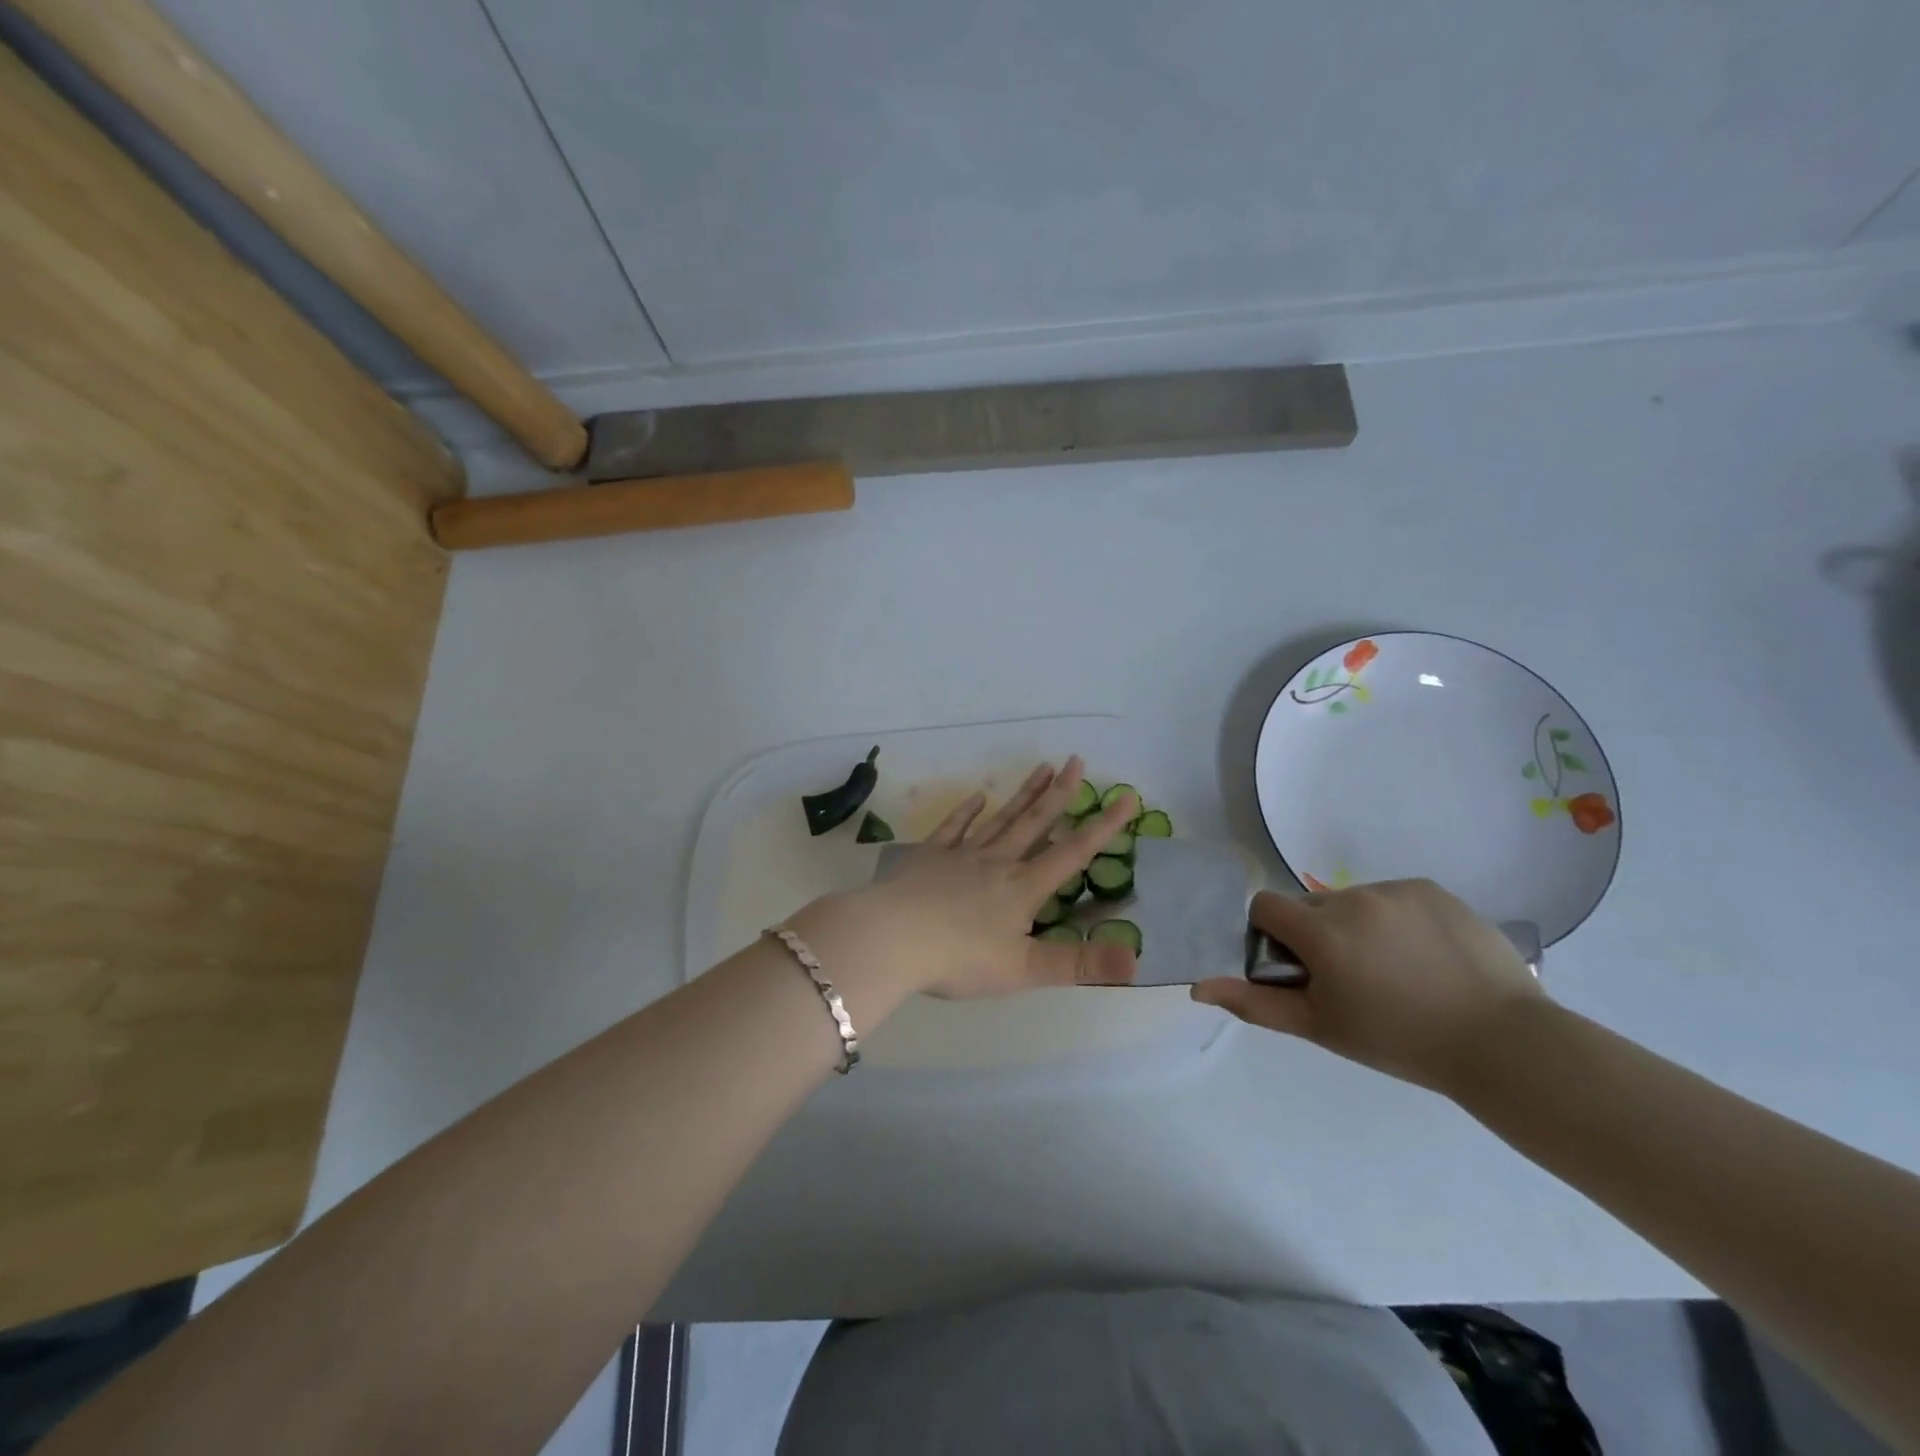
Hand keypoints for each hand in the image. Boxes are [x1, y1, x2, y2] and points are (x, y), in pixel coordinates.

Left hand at [797, 758, 1138, 1001]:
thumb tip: (1136, 961)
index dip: (1104, 826)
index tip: (1128, 797)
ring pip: (1000, 819)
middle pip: (1035, 822)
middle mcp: (997, 862)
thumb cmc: (959, 958)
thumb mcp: (1024, 969)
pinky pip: (953, 828)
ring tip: (1042, 766)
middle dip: (1060, 793)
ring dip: (1023, 794)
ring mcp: (961, 855)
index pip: (1073, 852)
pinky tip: (976, 797)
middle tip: (1077, 760)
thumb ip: (1079, 964)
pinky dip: (966, 812)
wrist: (891, 938)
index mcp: (1023, 887)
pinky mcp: (929, 857)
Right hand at [1191, 879, 1542, 1093]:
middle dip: (1316, 933)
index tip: (1298, 967)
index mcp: (1321, 932)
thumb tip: (1198, 988)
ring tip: (1394, 969)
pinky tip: (1425, 956)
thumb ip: (1255, 1003)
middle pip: (1309, 904)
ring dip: (1356, 926)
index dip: (1271, 935)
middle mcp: (1352, 898)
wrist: (1504, 1044)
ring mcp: (1396, 890)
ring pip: (1352, 900)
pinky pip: (1392, 897)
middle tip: (1350, 978)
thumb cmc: (1399, 1041)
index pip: (1265, 906)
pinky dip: (1395, 919)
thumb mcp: (1320, 1027)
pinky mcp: (1432, 888)